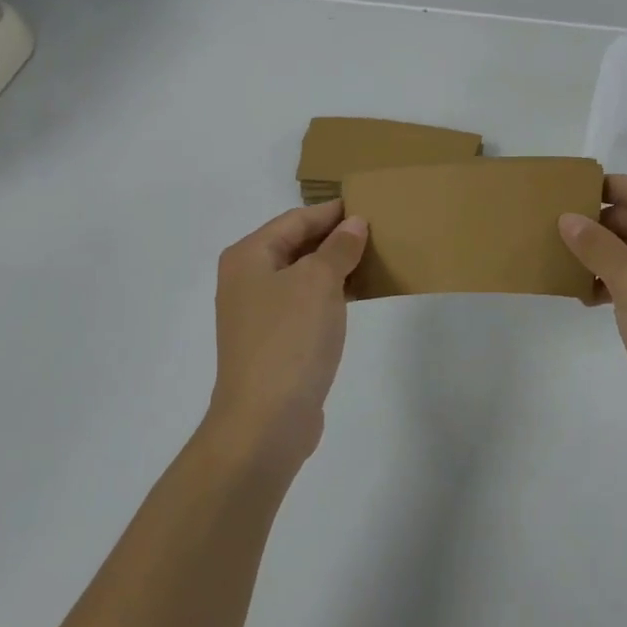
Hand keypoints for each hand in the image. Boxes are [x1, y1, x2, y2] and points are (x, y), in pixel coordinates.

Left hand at [211, 200, 368, 470]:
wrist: (265, 422)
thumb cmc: (290, 339)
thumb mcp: (319, 282)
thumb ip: (338, 247)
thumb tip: (353, 224)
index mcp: (249, 256)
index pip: (296, 219)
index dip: (332, 211)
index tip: (368, 204)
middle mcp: (247, 279)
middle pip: (296, 245)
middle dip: (335, 237)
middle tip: (379, 230)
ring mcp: (258, 313)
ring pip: (303, 276)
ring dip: (336, 266)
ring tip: (376, 258)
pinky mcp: (274, 342)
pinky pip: (305, 304)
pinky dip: (330, 295)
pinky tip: (359, 296)